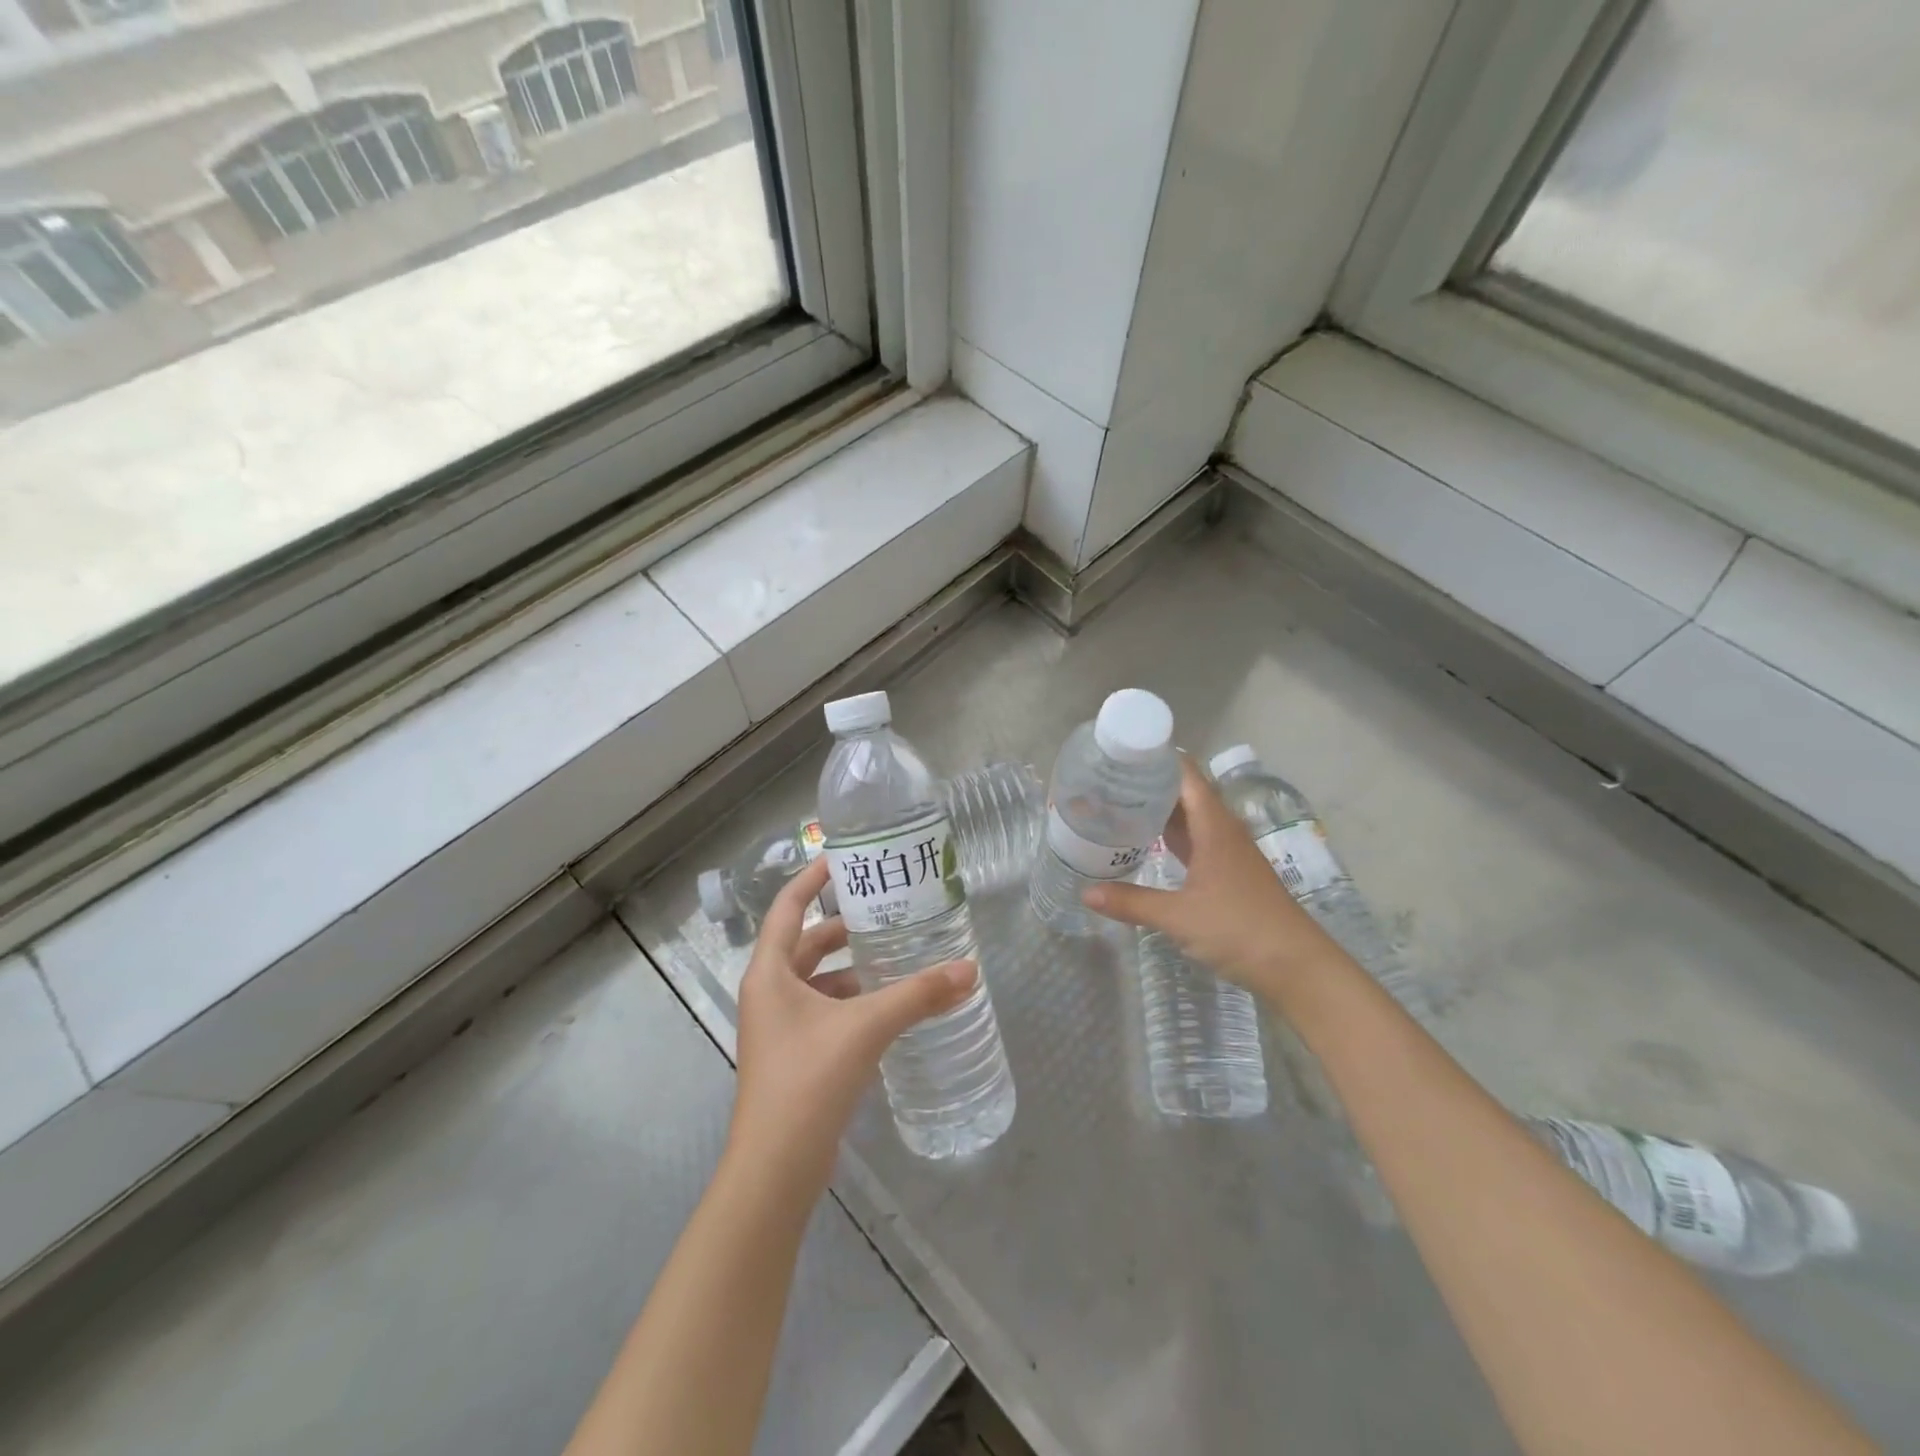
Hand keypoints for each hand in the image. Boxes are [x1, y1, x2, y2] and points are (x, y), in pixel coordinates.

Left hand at [729, 858, 976, 1190]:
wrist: (776, 1168)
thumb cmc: (809, 1079)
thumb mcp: (866, 1027)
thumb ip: (918, 995)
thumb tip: (970, 970)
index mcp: (770, 973)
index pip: (789, 907)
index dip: (813, 878)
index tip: (845, 857)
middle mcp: (769, 993)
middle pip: (806, 942)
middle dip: (843, 926)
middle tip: (886, 909)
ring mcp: (779, 1027)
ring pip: (817, 980)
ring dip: (852, 967)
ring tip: (895, 954)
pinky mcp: (795, 1055)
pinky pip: (824, 1010)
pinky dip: (852, 1000)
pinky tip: (887, 1005)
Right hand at [1083, 756, 1341, 1000]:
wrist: (1297, 967)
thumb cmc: (1240, 930)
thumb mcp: (1179, 917)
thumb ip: (1132, 902)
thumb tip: (1086, 894)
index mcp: (1214, 826)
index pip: (1185, 774)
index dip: (1156, 759)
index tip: (1119, 754)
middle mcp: (1222, 830)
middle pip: (1184, 793)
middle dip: (1149, 784)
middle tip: (1105, 781)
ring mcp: (1228, 852)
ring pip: (1190, 818)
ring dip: (1159, 810)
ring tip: (1118, 805)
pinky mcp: (1229, 873)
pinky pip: (1195, 841)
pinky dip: (1171, 837)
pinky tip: (1147, 843)